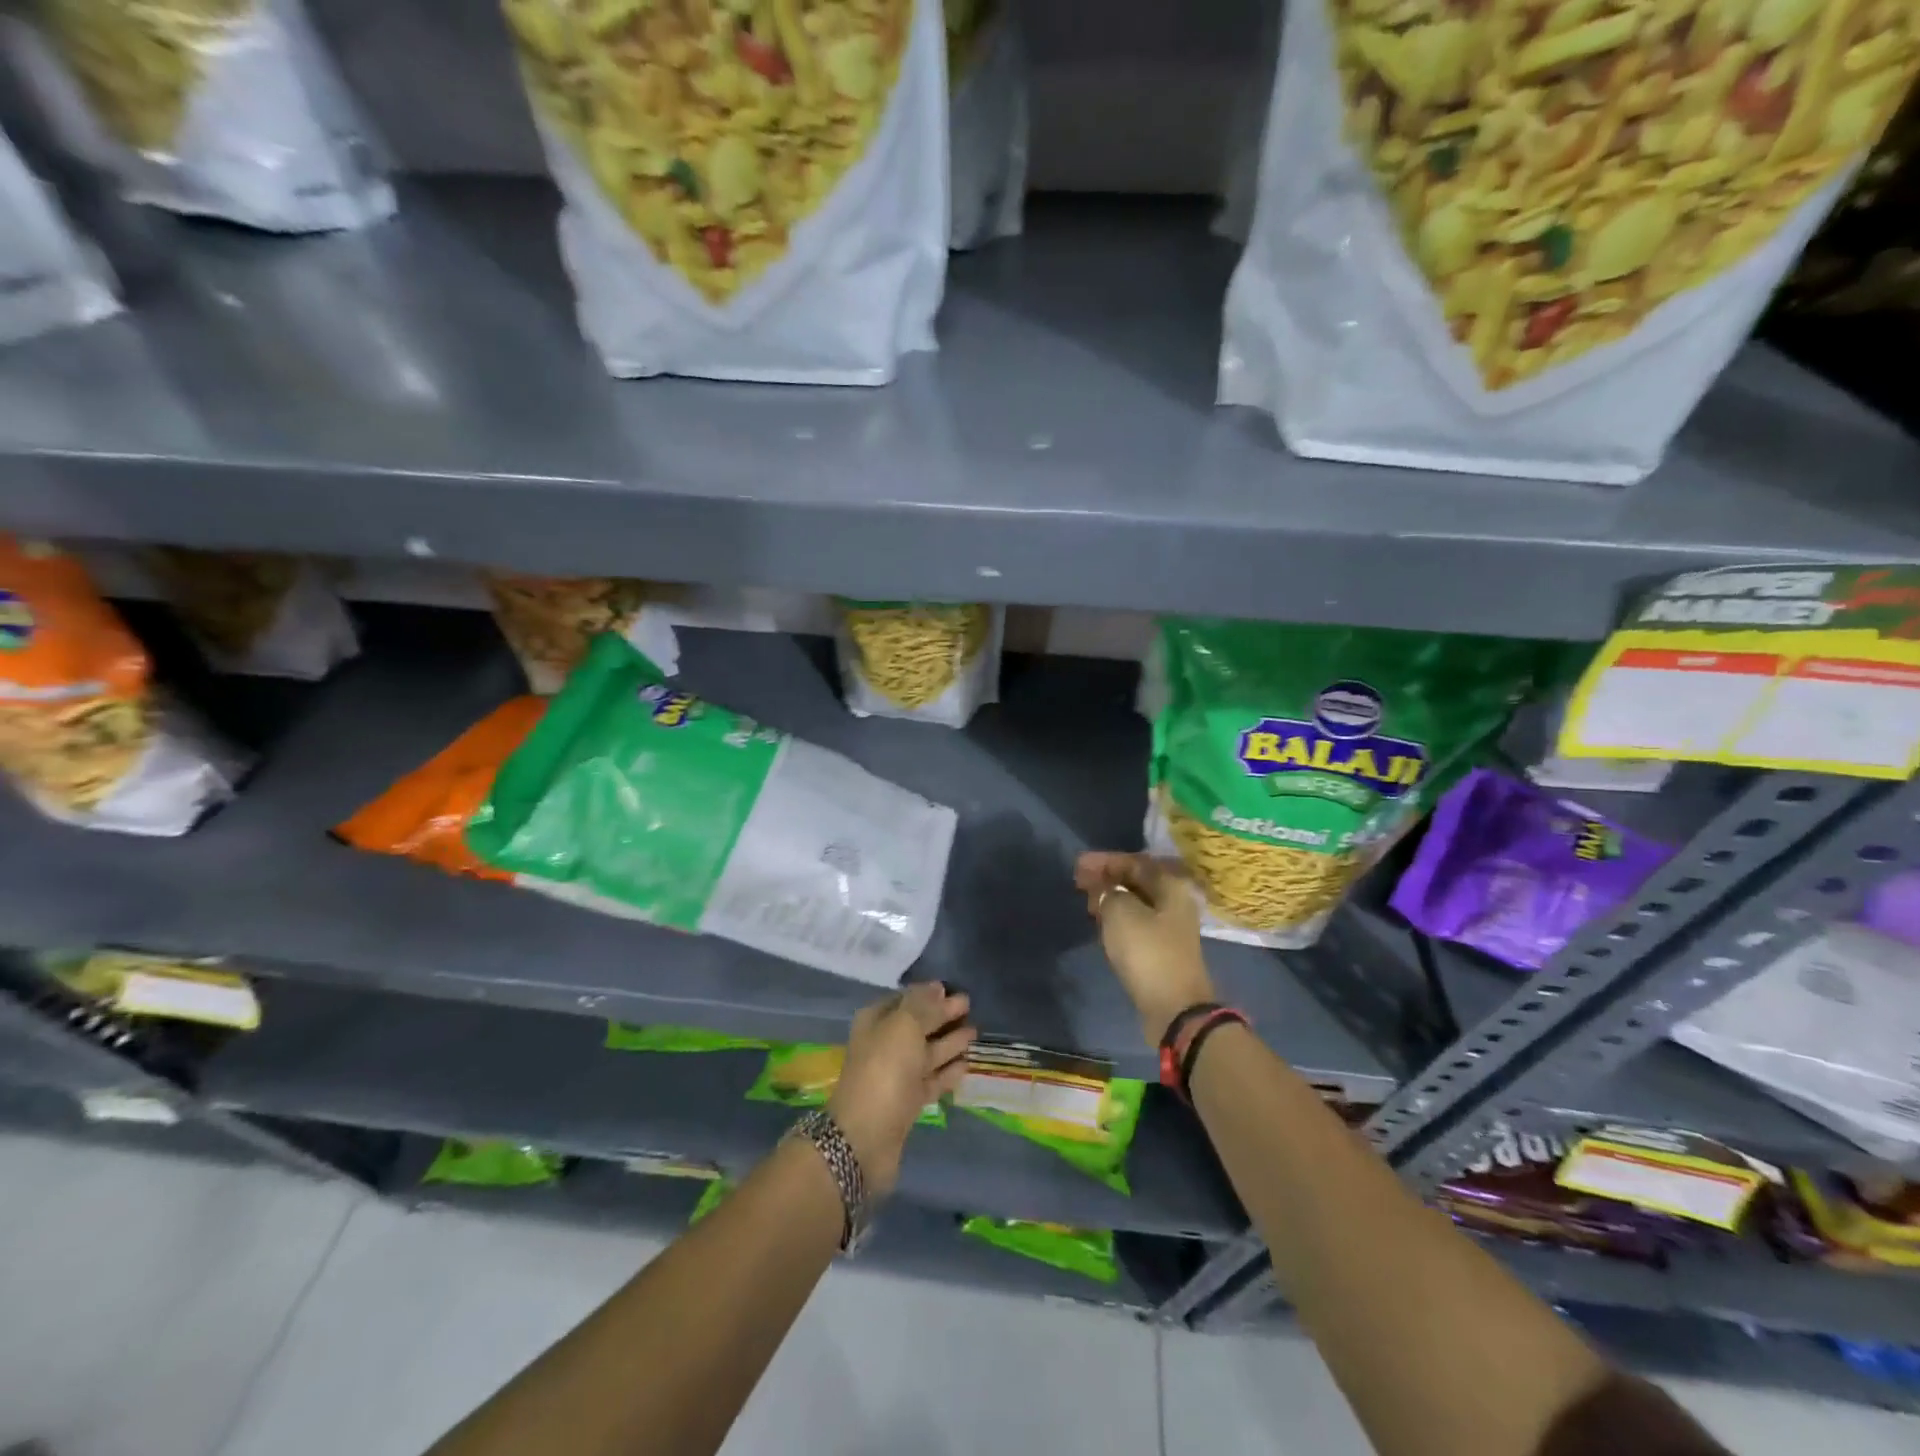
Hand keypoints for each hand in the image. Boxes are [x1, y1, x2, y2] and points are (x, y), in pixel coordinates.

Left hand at [827, 982, 973, 1197]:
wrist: (866, 1136)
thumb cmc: (885, 1069)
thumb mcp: (904, 1026)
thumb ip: (923, 1005)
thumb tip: (937, 986)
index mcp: (876, 1021)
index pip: (905, 999)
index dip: (928, 994)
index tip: (953, 988)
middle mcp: (885, 1044)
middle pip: (918, 1025)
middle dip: (942, 1015)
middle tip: (970, 1005)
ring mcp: (896, 1075)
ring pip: (927, 1052)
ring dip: (949, 1042)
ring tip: (975, 1031)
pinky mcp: (908, 1102)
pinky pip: (932, 1079)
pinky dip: (948, 1072)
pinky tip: (967, 1064)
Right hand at [1075, 852, 1216, 1044]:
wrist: (1174, 1008)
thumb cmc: (1148, 952)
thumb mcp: (1120, 912)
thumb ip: (1108, 891)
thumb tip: (1105, 889)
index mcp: (1171, 886)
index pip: (1134, 862)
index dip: (1104, 861)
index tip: (1078, 865)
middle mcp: (1175, 903)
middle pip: (1137, 881)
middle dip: (1107, 878)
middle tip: (1079, 881)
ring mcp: (1170, 928)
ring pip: (1136, 903)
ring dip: (1111, 898)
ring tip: (1086, 900)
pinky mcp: (1162, 950)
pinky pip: (1136, 923)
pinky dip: (1117, 917)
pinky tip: (1101, 921)